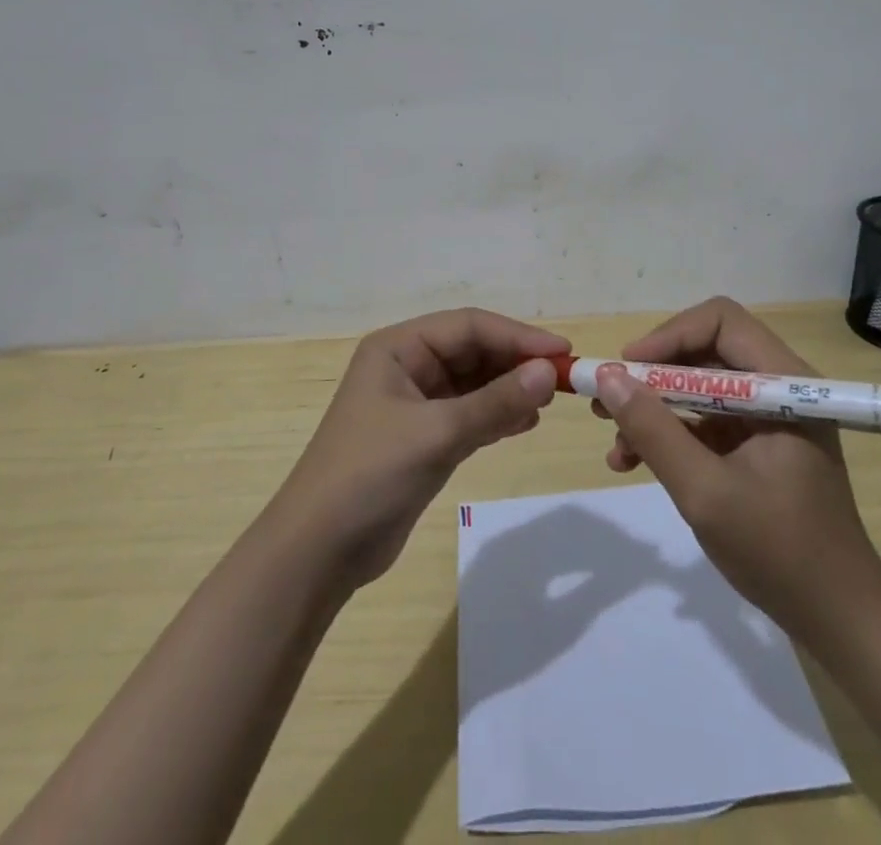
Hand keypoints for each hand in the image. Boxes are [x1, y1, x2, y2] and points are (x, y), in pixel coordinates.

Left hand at [269, 308, 568, 590]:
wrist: (317, 552)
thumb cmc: (369, 476)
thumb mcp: (436, 433)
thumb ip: (495, 402)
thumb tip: (550, 371)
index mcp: (398, 348)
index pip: (468, 326)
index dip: (517, 335)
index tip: (562, 352)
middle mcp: (407, 367)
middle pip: (473, 351)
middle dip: (516, 362)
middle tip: (563, 380)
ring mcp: (414, 403)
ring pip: (474, 383)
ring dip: (510, 388)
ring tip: (548, 401)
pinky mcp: (422, 438)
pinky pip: (469, 413)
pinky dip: (497, 415)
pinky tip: (525, 423)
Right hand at [592, 297, 880, 633]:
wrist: (839, 621)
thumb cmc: (780, 553)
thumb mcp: (705, 491)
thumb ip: (654, 431)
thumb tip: (606, 377)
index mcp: (785, 386)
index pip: (721, 322)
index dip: (669, 336)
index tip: (628, 369)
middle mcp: (780, 389)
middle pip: (704, 352)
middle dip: (651, 375)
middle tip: (606, 399)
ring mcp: (768, 417)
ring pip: (698, 386)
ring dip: (653, 408)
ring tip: (613, 440)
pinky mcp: (757, 444)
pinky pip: (704, 420)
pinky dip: (669, 434)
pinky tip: (632, 461)